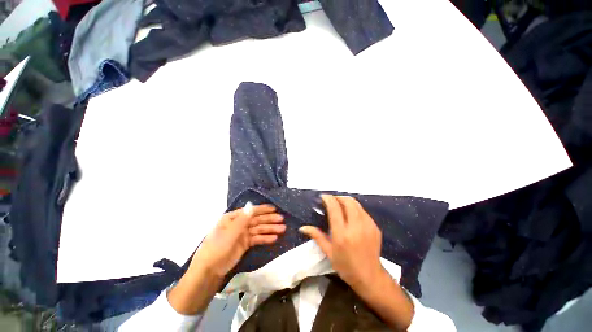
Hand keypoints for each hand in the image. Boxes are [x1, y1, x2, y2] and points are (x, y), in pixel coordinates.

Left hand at [192, 204, 285, 276]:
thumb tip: (251, 205)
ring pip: (259, 229)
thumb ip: (243, 219)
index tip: (274, 209)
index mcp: (233, 218)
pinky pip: (257, 239)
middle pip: (257, 220)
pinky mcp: (245, 244)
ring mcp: (242, 234)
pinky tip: (274, 238)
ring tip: (282, 229)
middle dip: (269, 219)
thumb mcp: (230, 232)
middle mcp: (239, 224)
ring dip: (270, 229)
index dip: (263, 210)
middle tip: (282, 219)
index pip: (250, 211)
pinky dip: (265, 238)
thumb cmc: (217, 247)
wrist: (210, 270)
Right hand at [299, 195, 383, 289]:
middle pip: (348, 202)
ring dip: (346, 201)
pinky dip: (355, 209)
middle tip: (332, 201)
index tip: (323, 197)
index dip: (328, 199)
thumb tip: (303, 227)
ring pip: (357, 204)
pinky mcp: (375, 227)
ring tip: (340, 205)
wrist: (370, 277)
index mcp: (342, 234)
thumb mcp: (328, 252)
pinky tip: (351, 215)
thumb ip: (316, 236)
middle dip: (338, 197)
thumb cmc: (346, 266)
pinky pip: (363, 211)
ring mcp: (368, 226)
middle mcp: (356, 227)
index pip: (335, 208)